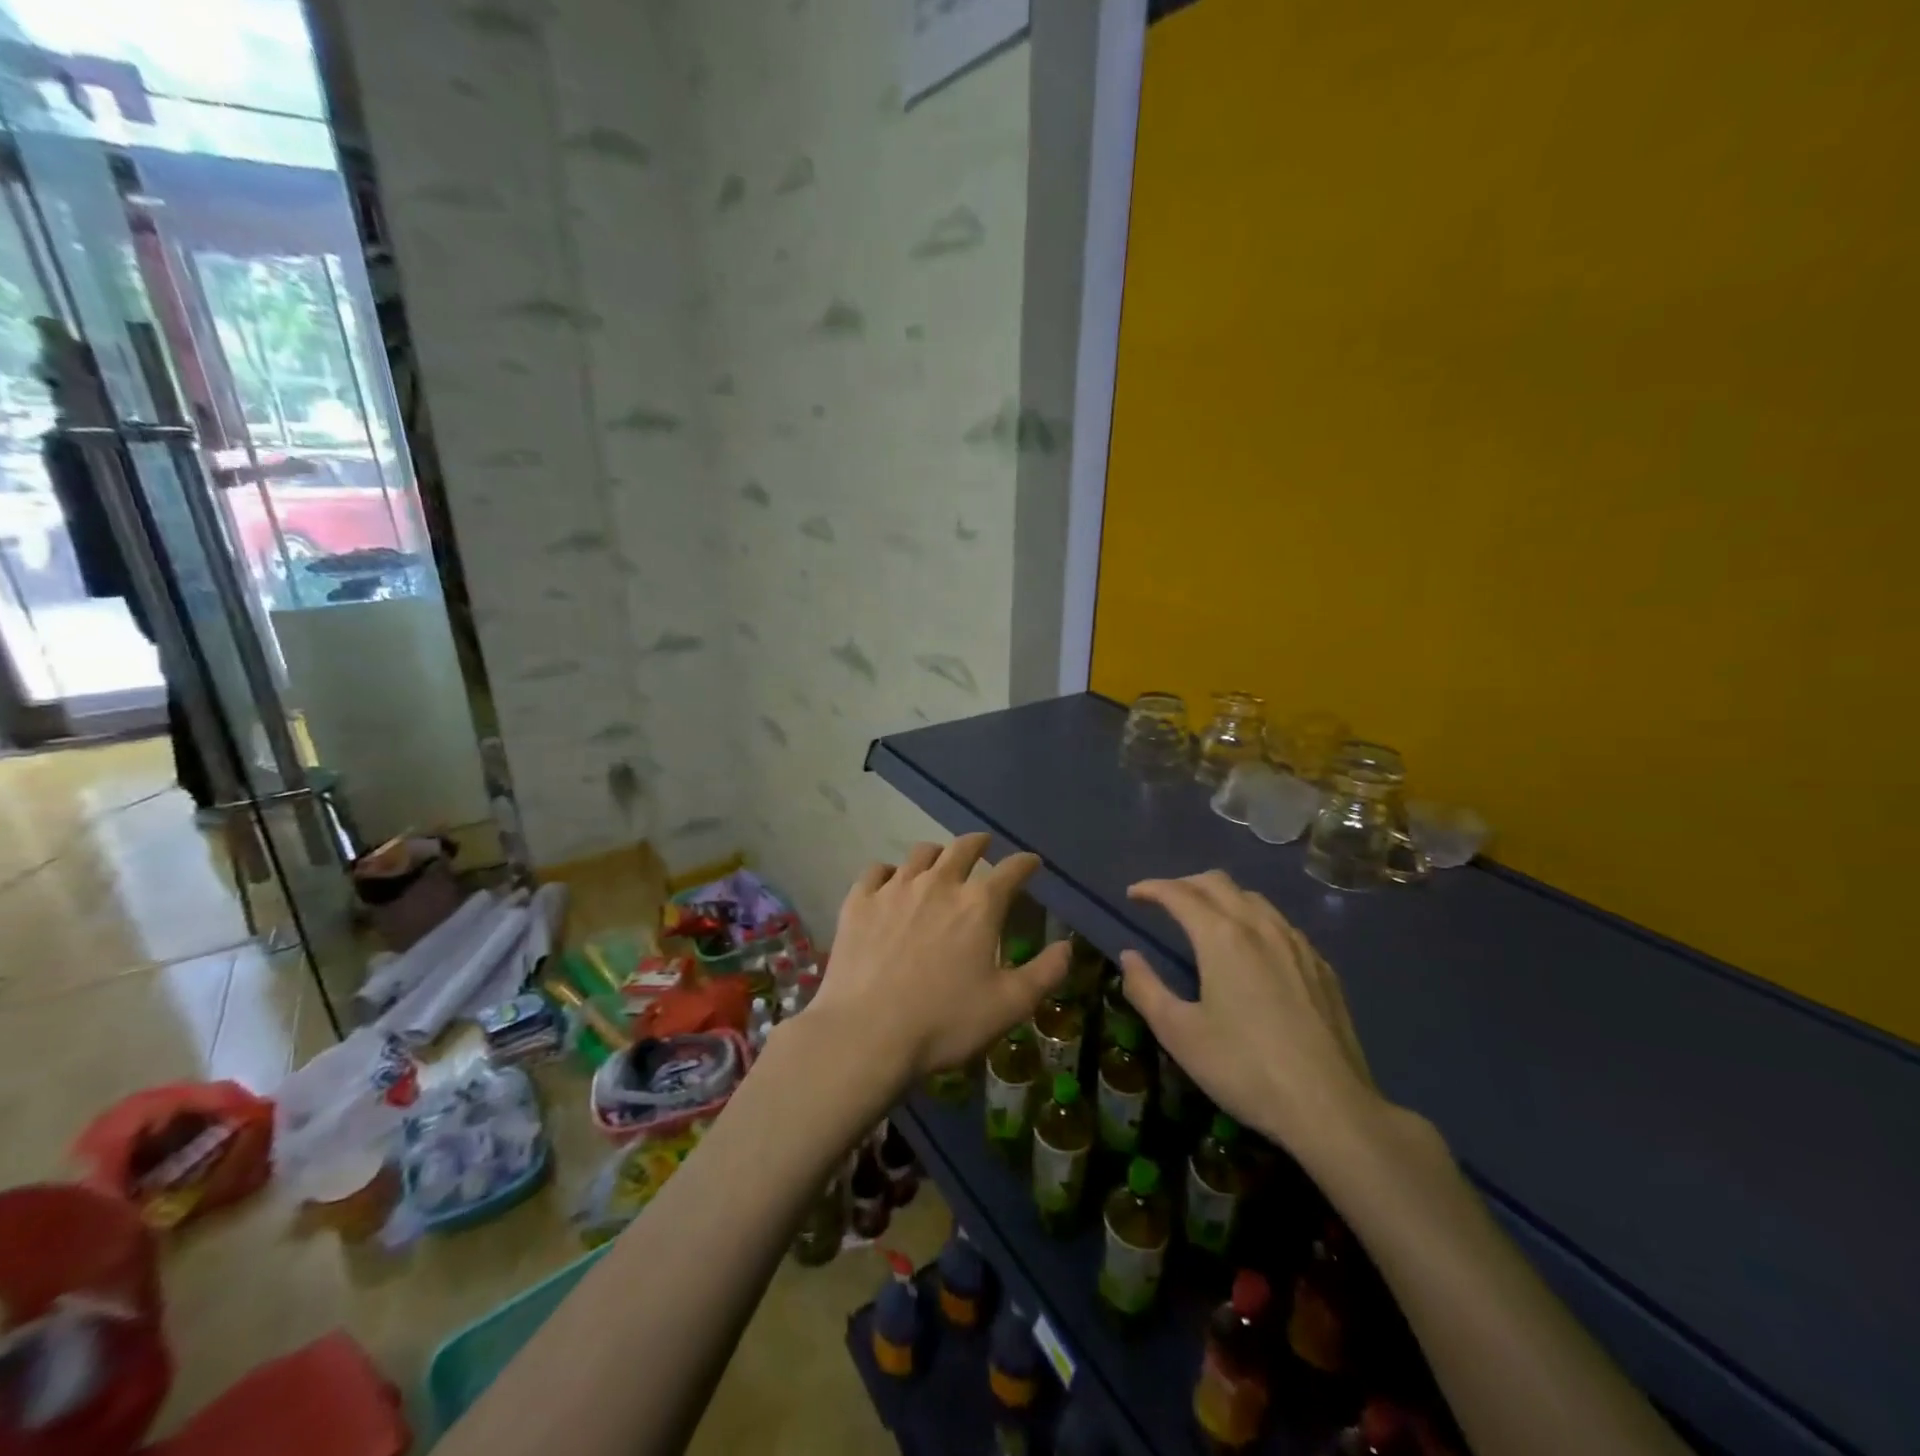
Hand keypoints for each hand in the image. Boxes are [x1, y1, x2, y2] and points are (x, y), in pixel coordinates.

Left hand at [810, 833, 1070, 1085]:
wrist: (866, 1034)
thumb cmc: (944, 1022)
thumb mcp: (1008, 1006)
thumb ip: (1045, 974)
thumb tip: (1068, 946)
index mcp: (978, 905)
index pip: (1011, 870)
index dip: (1025, 863)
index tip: (1031, 862)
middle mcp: (938, 884)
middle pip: (962, 848)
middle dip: (979, 843)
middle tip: (984, 845)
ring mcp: (895, 889)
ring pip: (920, 854)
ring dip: (937, 853)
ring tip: (939, 861)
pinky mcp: (859, 902)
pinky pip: (877, 871)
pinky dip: (890, 872)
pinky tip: (890, 882)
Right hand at [1119, 871, 1384, 1161]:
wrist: (1331, 1108)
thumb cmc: (1244, 1069)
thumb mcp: (1179, 1034)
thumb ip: (1146, 989)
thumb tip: (1129, 957)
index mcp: (1221, 937)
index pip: (1179, 894)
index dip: (1151, 888)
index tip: (1133, 895)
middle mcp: (1260, 927)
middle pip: (1218, 882)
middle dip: (1184, 883)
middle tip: (1164, 902)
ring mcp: (1296, 944)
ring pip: (1253, 898)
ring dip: (1221, 897)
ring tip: (1204, 919)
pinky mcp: (1321, 967)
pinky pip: (1280, 924)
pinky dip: (1253, 919)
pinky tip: (1252, 949)